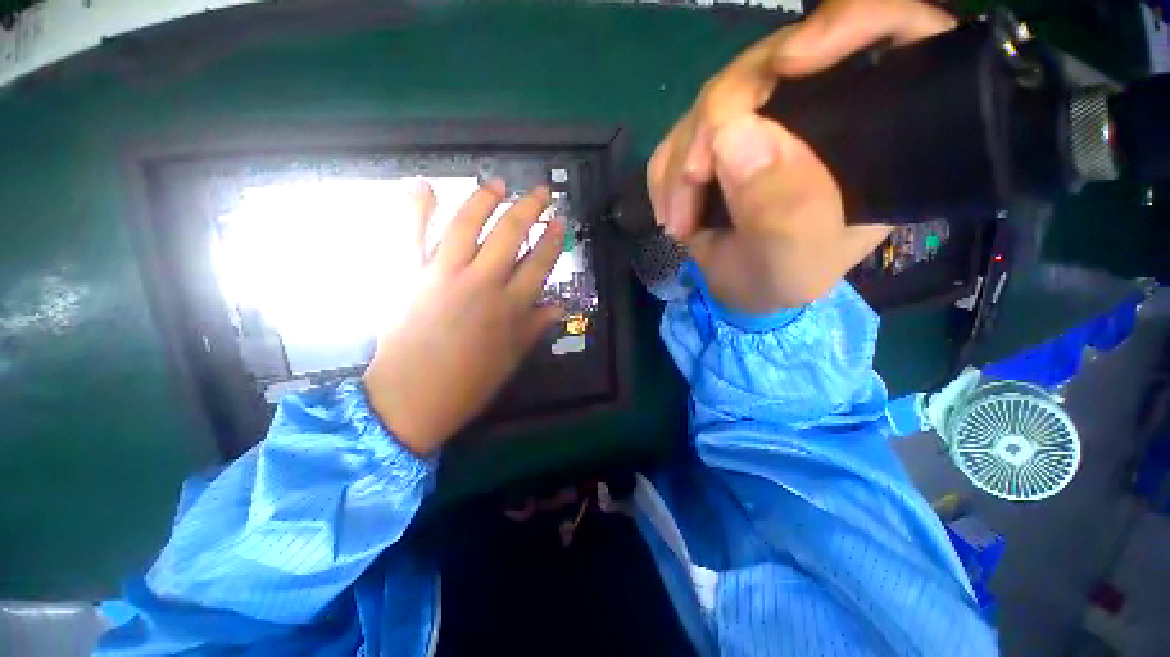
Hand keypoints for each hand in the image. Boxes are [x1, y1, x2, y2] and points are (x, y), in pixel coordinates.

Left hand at [363, 180, 563, 455]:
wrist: (411, 400)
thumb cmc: (468, 384)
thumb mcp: (511, 359)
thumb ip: (534, 328)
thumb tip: (558, 307)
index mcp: (509, 307)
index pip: (538, 263)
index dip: (551, 240)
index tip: (559, 221)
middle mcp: (481, 283)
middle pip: (509, 234)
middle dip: (528, 208)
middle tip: (539, 191)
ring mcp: (443, 276)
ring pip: (466, 225)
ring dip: (484, 199)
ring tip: (495, 182)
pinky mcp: (410, 276)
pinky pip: (410, 234)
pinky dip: (415, 208)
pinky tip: (424, 185)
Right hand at [647, 0, 954, 311]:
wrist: (739, 288)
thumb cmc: (780, 278)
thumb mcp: (794, 261)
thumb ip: (782, 211)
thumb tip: (733, 134)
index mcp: (874, 132)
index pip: (893, 35)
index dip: (849, 22)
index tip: (791, 63)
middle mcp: (822, 108)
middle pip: (774, 60)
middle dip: (718, 117)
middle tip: (692, 180)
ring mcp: (765, 116)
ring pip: (714, 95)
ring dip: (682, 157)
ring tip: (679, 219)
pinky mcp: (721, 133)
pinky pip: (682, 128)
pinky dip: (667, 170)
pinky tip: (672, 209)